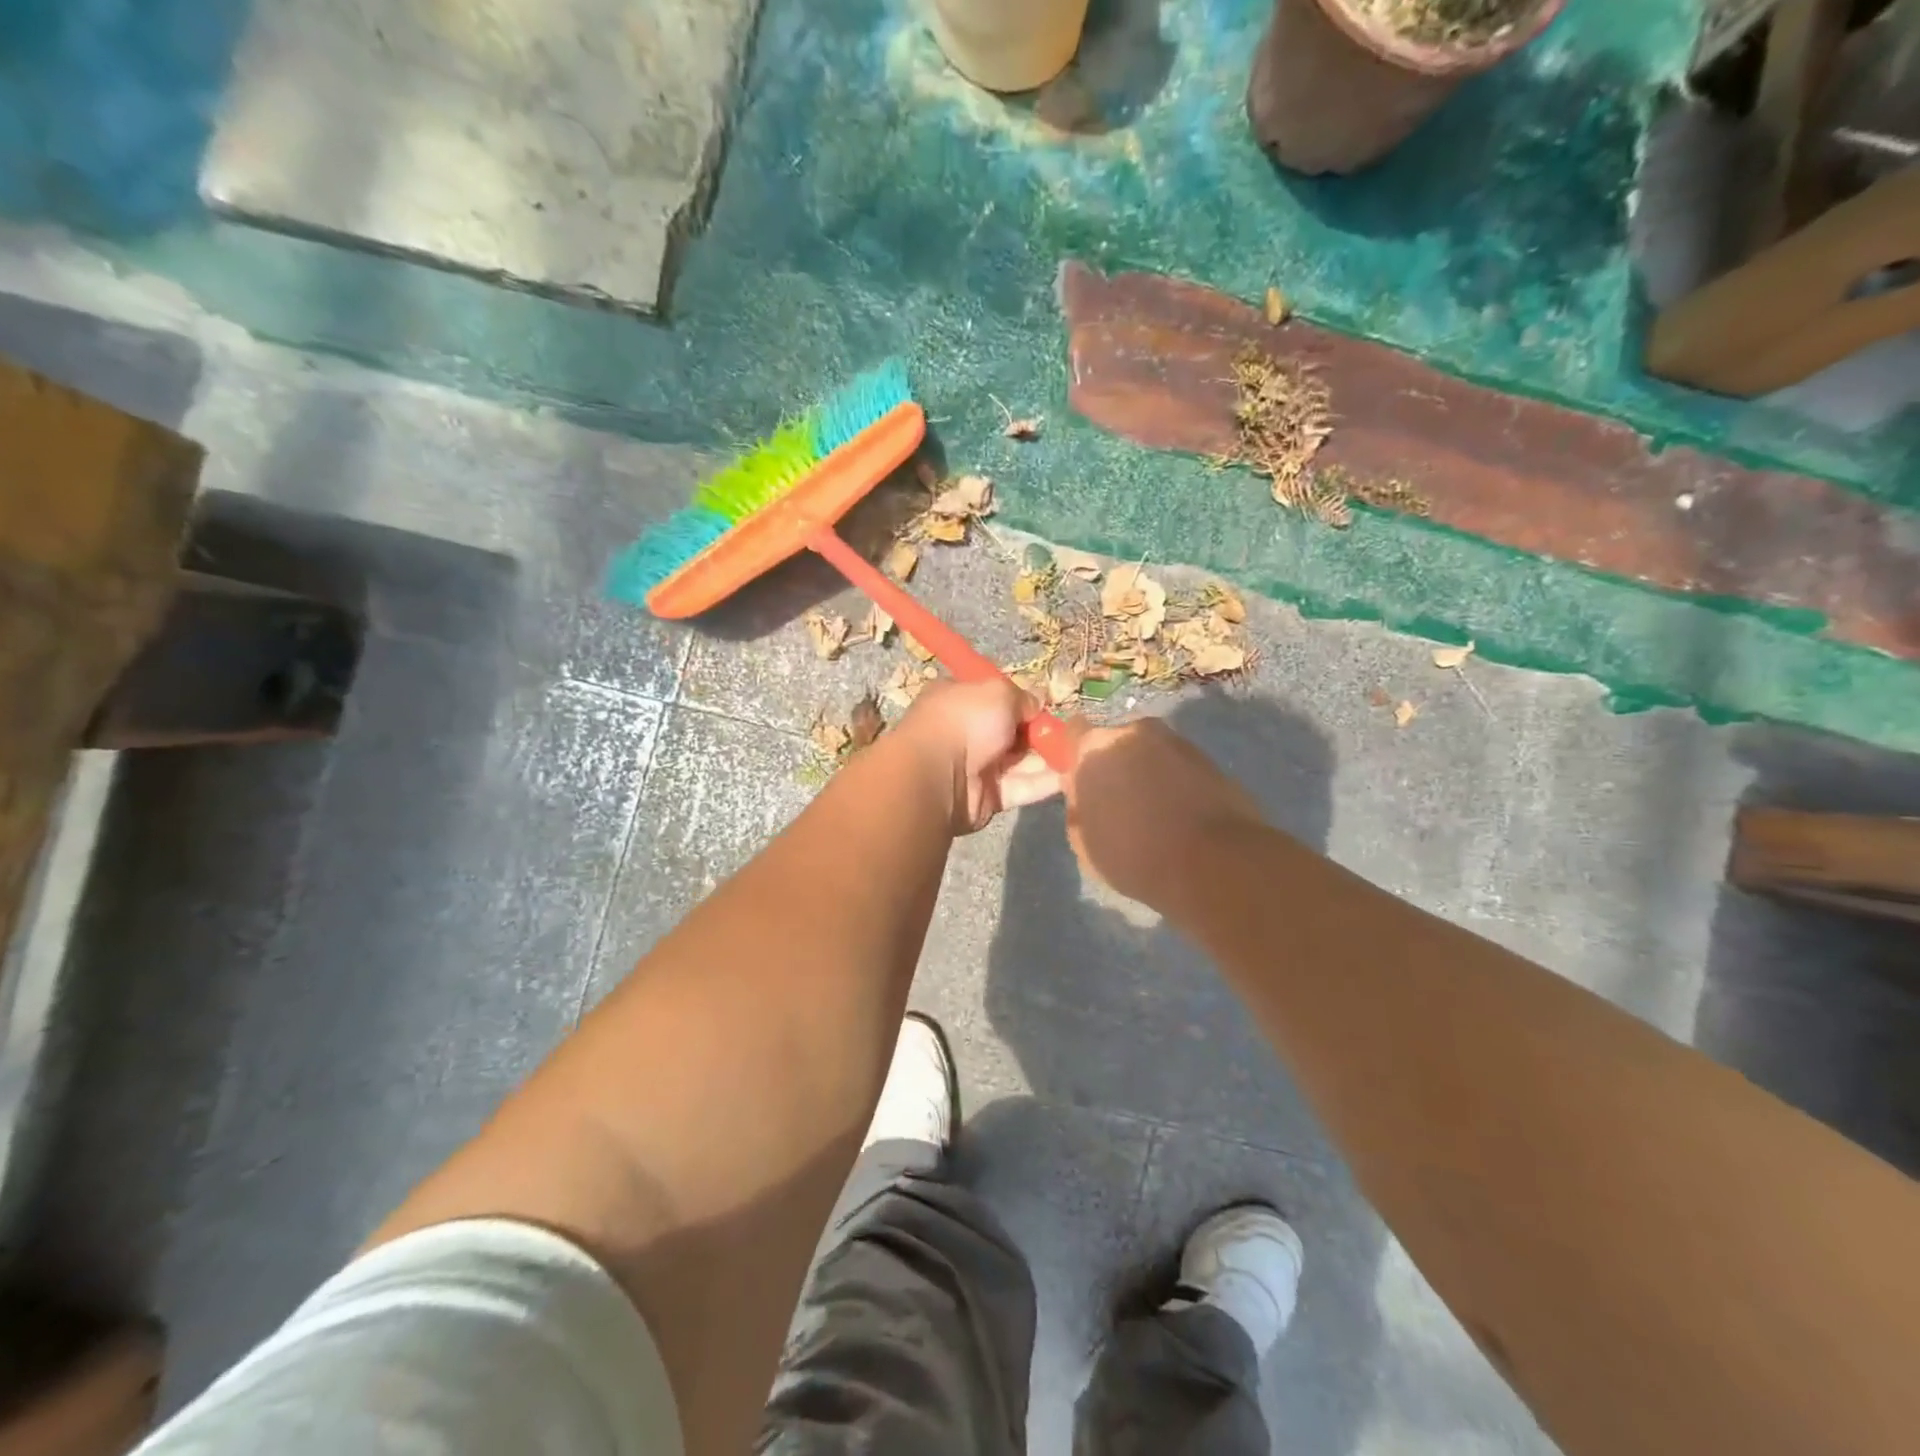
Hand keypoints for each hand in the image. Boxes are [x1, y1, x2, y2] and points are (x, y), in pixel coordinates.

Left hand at [896, 679, 1064, 832]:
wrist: (939, 776)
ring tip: (1084, 755)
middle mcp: (967, 732)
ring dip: (1050, 757)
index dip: (1022, 702)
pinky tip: (1073, 776)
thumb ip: (1024, 697)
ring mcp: (977, 766)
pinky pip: (1023, 787)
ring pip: (1022, 761)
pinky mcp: (989, 797)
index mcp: (959, 700)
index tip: (1048, 706)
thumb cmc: (965, 721)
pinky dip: (1046, 782)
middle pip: (1013, 731)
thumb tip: (1037, 704)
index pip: (995, 698)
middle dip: (1041, 732)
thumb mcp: (999, 692)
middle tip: (1072, 732)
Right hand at [1063, 717, 1264, 907]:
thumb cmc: (1134, 856)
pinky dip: (1177, 784)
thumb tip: (1084, 794)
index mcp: (1095, 748)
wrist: (1214, 865)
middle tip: (1118, 803)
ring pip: (1150, 754)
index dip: (1076, 755)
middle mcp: (1135, 733)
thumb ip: (1079, 807)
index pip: (1074, 732)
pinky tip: (1181, 817)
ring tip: (1154, 815)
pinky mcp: (1210, 760)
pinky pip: (1179, 768)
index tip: (1081, 781)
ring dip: (1148, 774)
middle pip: (1115, 743)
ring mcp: (1177, 742)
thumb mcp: (1083, 841)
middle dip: (1115, 766)